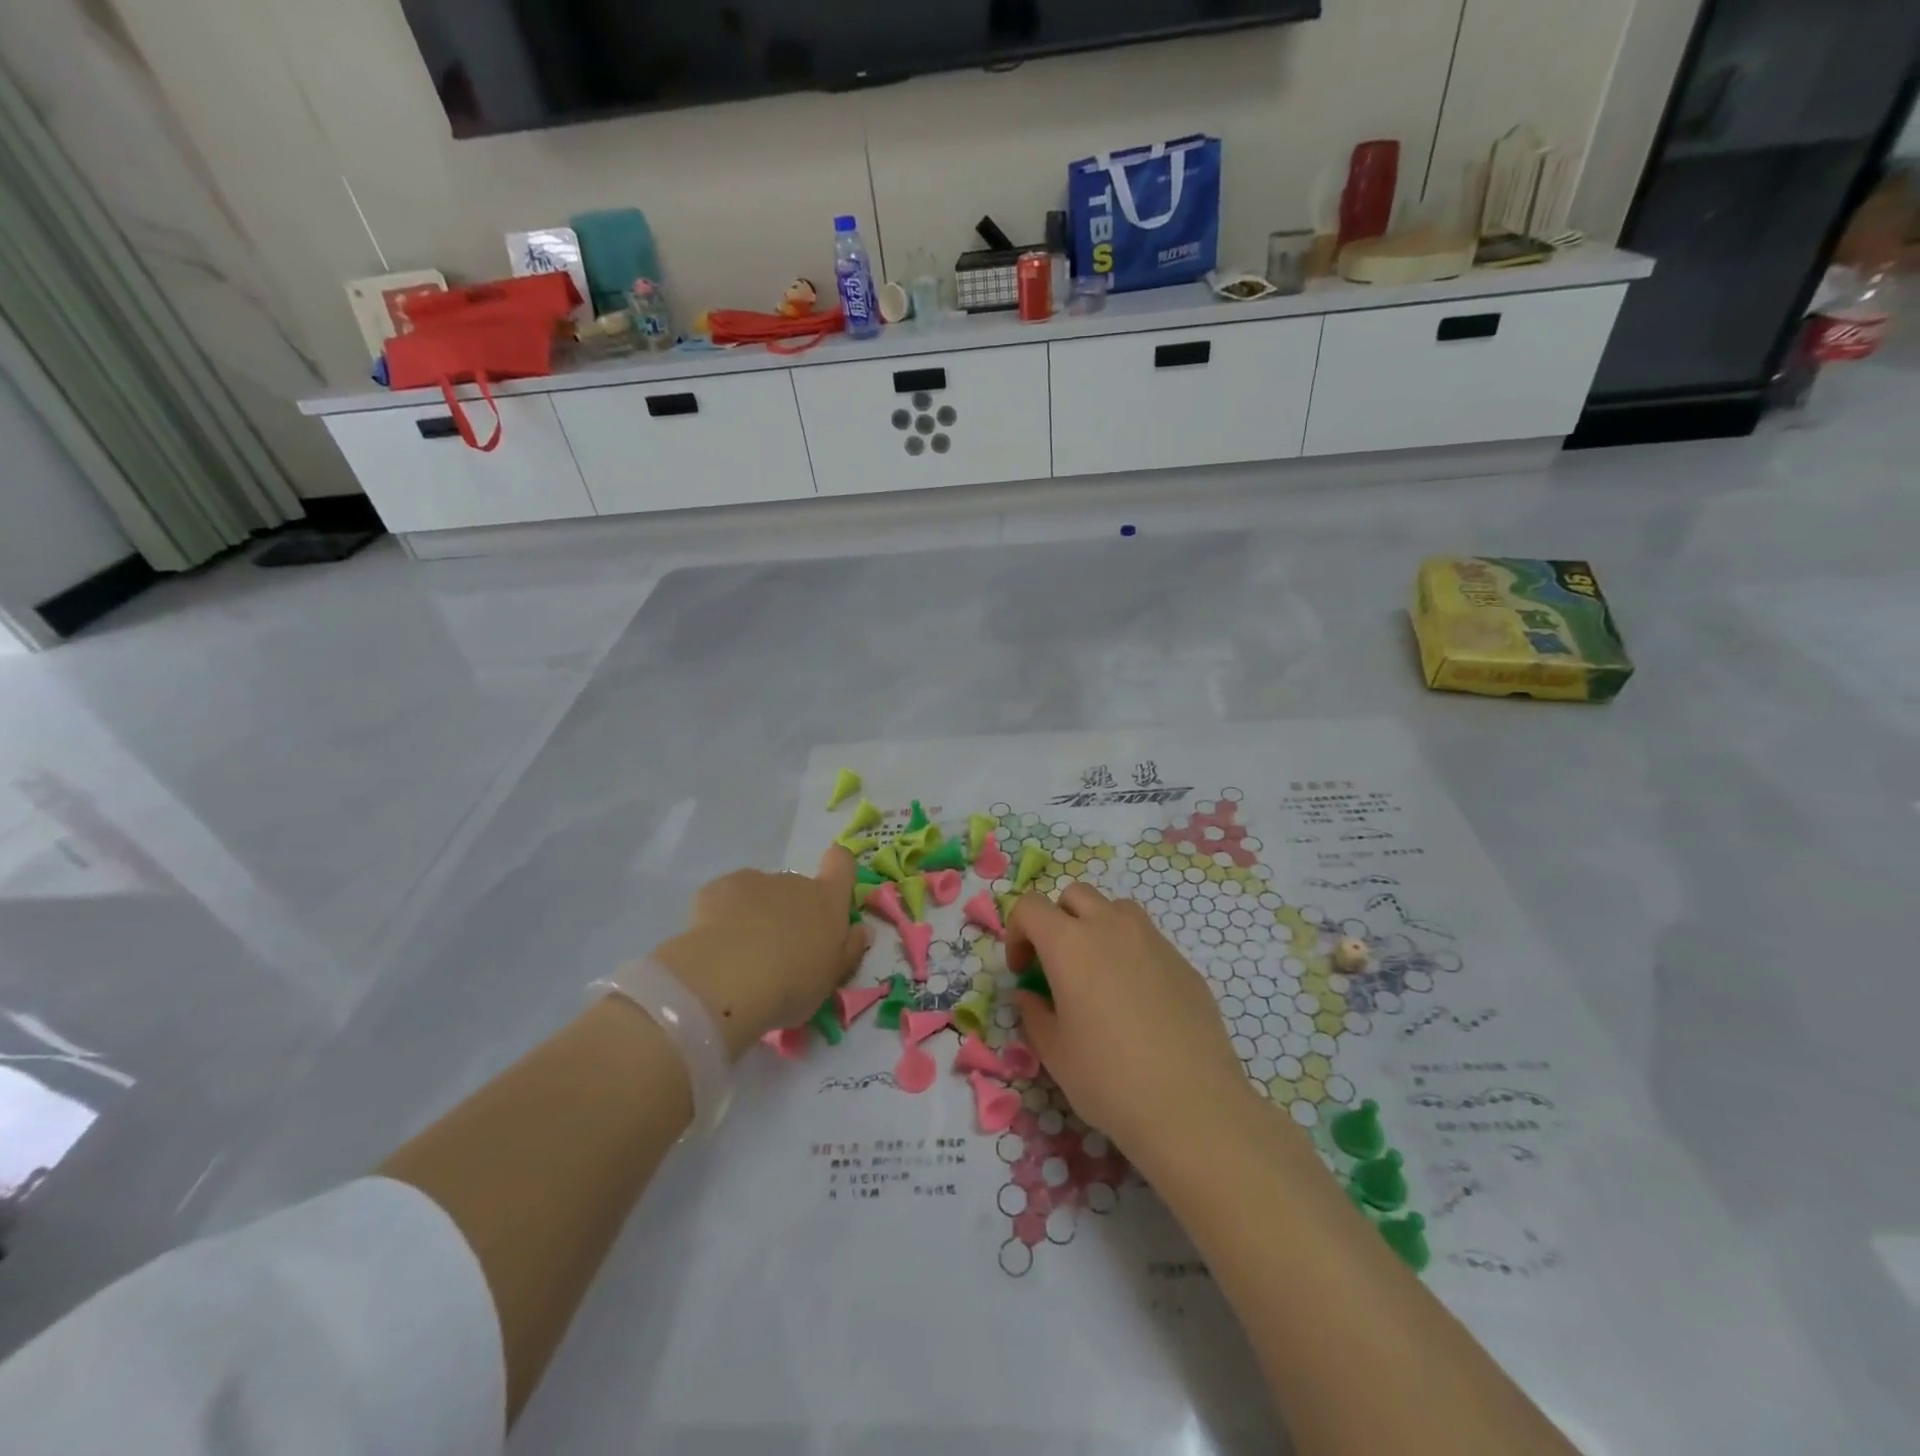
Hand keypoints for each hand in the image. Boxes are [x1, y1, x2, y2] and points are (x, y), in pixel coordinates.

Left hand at [653, 847, 869, 1058]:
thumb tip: (861, 930)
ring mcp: (756, 880)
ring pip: (761, 893)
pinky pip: (727, 898)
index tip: (829, 890)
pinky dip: (724, 915)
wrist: (728, 981)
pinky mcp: (720, 887)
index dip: (838, 869)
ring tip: (741, 953)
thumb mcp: (830, 980)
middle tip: (777, 951)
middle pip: (798, 887)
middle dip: (790, 911)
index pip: (842, 864)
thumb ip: (848, 950)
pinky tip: (716, 945)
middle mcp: (795, 882)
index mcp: (827, 902)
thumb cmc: (791, 985)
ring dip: (757, 913)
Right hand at [1009, 884, 1258, 1159]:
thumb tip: (1030, 994)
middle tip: (1057, 965)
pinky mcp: (1183, 961)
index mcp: (1069, 944)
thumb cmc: (1109, 1079)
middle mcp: (1110, 927)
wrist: (1192, 1105)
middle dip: (1057, 920)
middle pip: (1074, 895)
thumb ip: (1034, 1013)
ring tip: (1099, 973)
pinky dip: (1131, 953)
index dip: (1017, 932)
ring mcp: (1152, 940)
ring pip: (1115, 909)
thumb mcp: (1054, 1052)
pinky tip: (1138, 1001)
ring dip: (1097, 926)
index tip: (1022, 971)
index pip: (1030, 906)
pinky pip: (1147, 939)